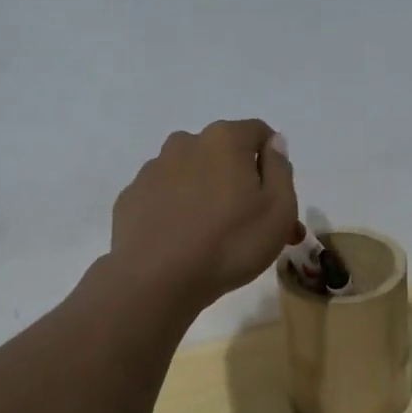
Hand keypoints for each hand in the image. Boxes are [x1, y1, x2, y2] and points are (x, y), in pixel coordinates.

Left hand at [108, 121, 298, 312]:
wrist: (156, 280)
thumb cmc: (230, 243)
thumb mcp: (279, 210)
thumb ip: (280, 168)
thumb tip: (274, 143)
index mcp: (225, 139)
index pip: (258, 132)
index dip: (272, 161)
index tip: (275, 197)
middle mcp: (186, 143)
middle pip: (223, 153)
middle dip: (239, 181)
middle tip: (251, 225)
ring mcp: (153, 169)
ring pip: (191, 174)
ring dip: (206, 194)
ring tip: (214, 238)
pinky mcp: (131, 197)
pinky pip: (164, 197)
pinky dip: (176, 210)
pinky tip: (182, 242)